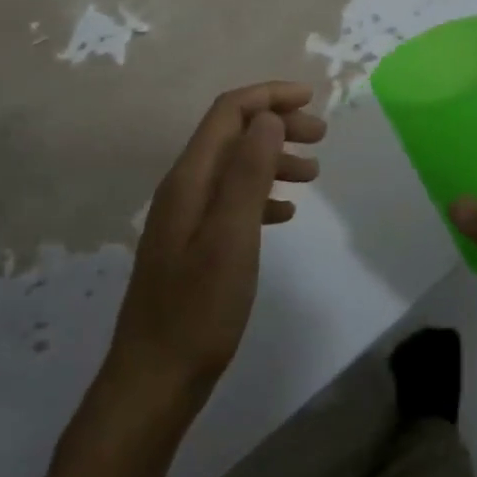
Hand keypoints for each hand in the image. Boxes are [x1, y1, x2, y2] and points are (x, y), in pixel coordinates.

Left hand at [104, 82, 324, 415]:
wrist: (155, 380)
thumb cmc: (198, 309)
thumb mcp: (231, 237)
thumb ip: (248, 173)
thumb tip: (268, 116)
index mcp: (189, 179)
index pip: (228, 112)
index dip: (268, 96)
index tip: (312, 99)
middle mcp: (184, 188)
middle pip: (232, 134)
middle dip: (276, 124)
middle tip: (321, 136)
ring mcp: (186, 218)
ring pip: (235, 167)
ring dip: (273, 159)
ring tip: (313, 173)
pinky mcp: (193, 246)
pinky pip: (232, 202)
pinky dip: (262, 195)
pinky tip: (285, 213)